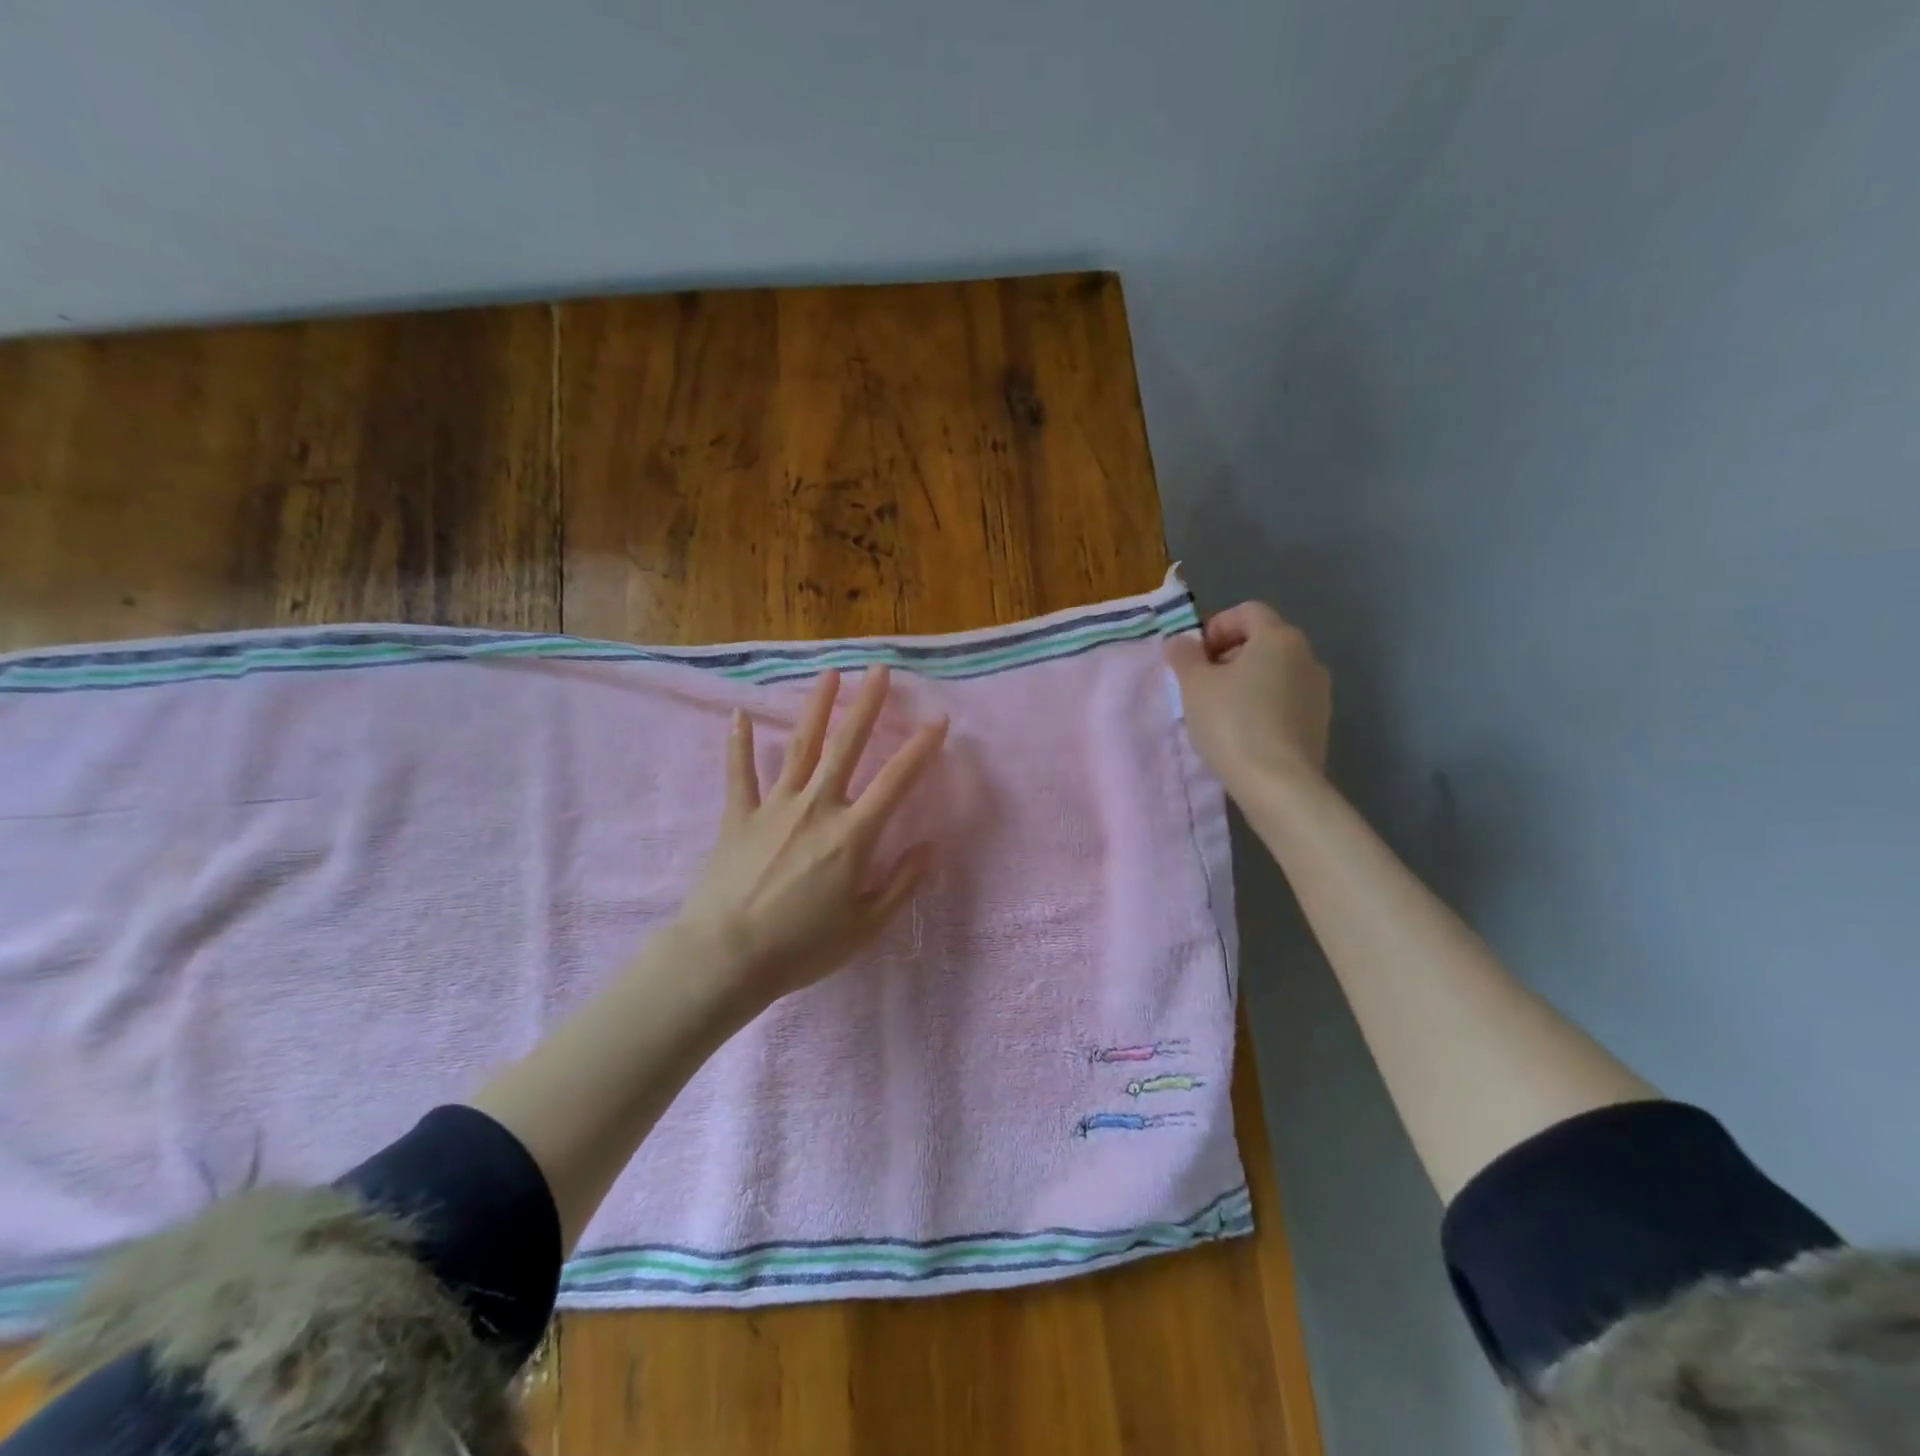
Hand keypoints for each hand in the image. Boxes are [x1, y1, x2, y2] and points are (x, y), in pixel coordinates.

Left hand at [676, 666, 948, 1011]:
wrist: (726, 958)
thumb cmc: (802, 947)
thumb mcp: (866, 926)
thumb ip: (903, 883)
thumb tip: (931, 846)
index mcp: (852, 834)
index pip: (896, 780)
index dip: (921, 748)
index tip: (938, 719)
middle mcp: (816, 806)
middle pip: (847, 745)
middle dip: (866, 704)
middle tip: (879, 669)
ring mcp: (774, 806)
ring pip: (800, 746)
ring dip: (816, 708)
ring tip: (828, 675)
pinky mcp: (738, 815)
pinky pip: (739, 772)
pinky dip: (737, 742)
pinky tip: (736, 713)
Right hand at [1165, 602, 1330, 799]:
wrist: (1279, 784)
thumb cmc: (1232, 723)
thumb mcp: (1194, 686)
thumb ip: (1185, 656)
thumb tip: (1182, 642)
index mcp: (1279, 637)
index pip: (1247, 611)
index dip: (1216, 626)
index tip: (1194, 657)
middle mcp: (1307, 656)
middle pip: (1263, 641)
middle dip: (1228, 656)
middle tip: (1201, 684)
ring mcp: (1319, 691)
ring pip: (1275, 672)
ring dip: (1246, 682)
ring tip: (1219, 712)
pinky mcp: (1320, 723)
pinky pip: (1285, 700)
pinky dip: (1263, 705)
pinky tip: (1242, 733)